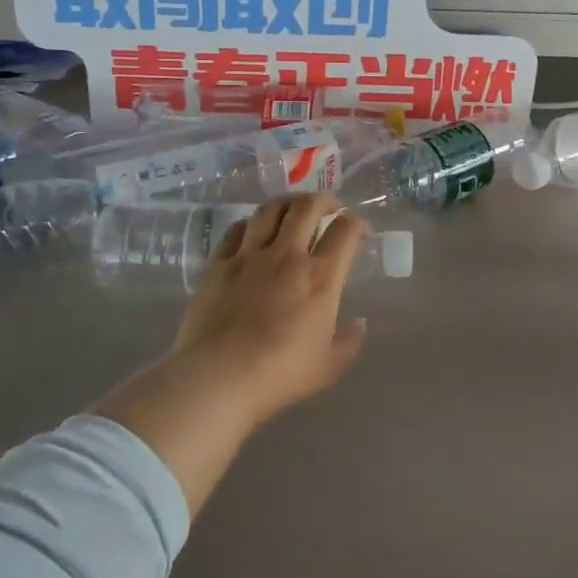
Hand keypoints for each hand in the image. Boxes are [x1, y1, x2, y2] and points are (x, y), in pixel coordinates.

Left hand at [166, 193, 369, 424]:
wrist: (218, 377)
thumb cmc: (281, 374)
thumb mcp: (329, 366)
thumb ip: (350, 341)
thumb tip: (359, 323)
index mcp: (321, 277)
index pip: (345, 232)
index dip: (357, 224)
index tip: (360, 229)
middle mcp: (287, 256)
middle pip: (308, 207)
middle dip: (325, 199)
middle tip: (331, 206)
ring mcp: (249, 256)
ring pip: (271, 210)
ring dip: (288, 202)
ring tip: (294, 208)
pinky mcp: (219, 264)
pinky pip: (236, 230)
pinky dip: (251, 223)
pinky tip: (254, 230)